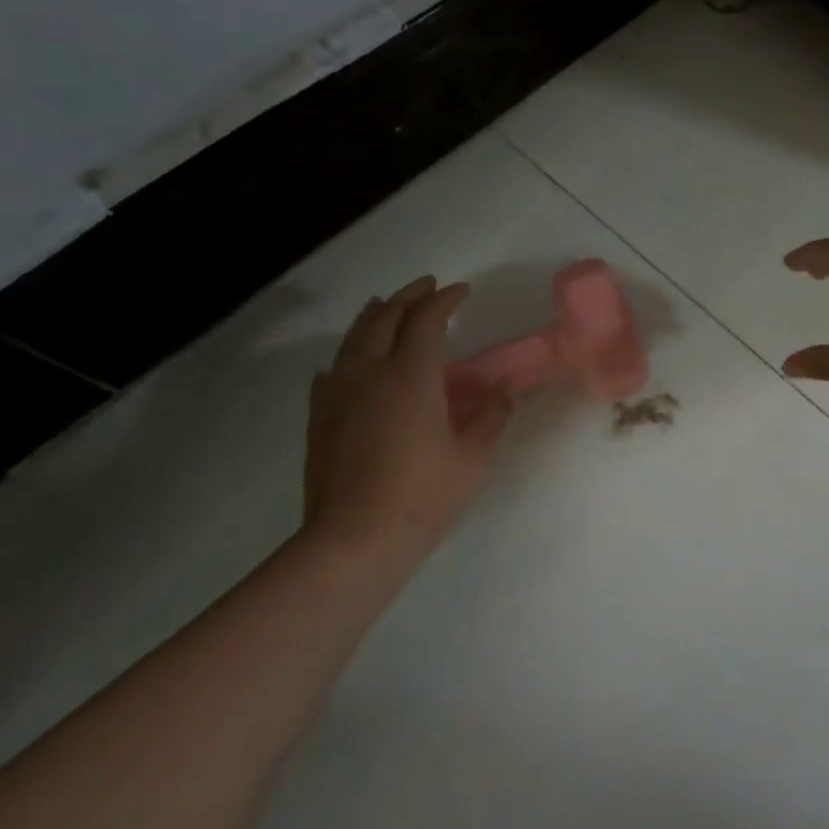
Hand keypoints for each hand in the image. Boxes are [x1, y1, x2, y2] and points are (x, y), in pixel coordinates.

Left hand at [304, 277, 511, 570]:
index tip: (461, 291)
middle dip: (408, 297)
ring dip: (373, 317)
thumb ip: (493, 413)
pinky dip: (345, 357)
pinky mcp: (319, 419)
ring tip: (385, 306)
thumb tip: (509, 386)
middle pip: (384, 319)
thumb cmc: (423, 495)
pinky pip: (331, 373)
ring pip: (353, 340)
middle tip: (426, 287)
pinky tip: (347, 364)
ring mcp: (338, 395)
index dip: (444, 300)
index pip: (427, 320)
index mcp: (411, 376)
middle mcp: (370, 373)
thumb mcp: (473, 455)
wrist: (354, 541)